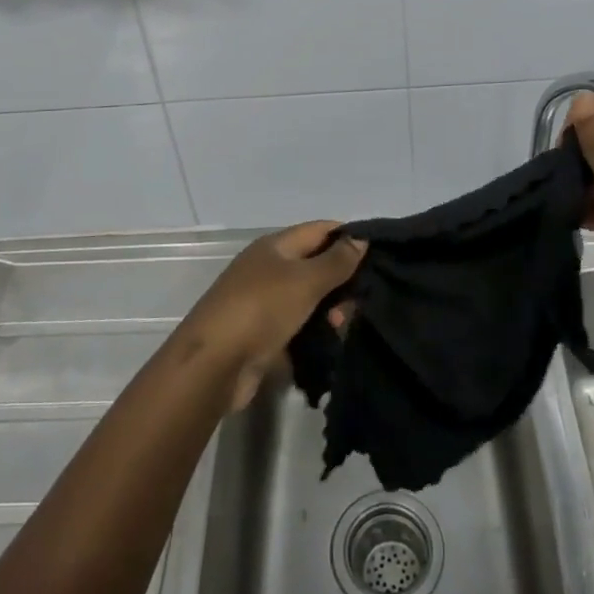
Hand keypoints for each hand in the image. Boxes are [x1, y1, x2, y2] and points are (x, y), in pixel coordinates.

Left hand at [178, 222, 364, 410]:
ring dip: (331, 310)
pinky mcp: (264, 335)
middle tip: (362, 301)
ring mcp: (265, 303)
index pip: (319, 230)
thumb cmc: (261, 309)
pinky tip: (332, 342)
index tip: (379, 253)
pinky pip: (300, 325)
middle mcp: (269, 269)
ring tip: (342, 326)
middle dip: (342, 280)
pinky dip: (317, 331)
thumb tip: (360, 238)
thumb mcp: (305, 280)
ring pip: (310, 299)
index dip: (348, 237)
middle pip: (316, 265)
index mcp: (275, 247)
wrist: (214, 364)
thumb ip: (336, 261)